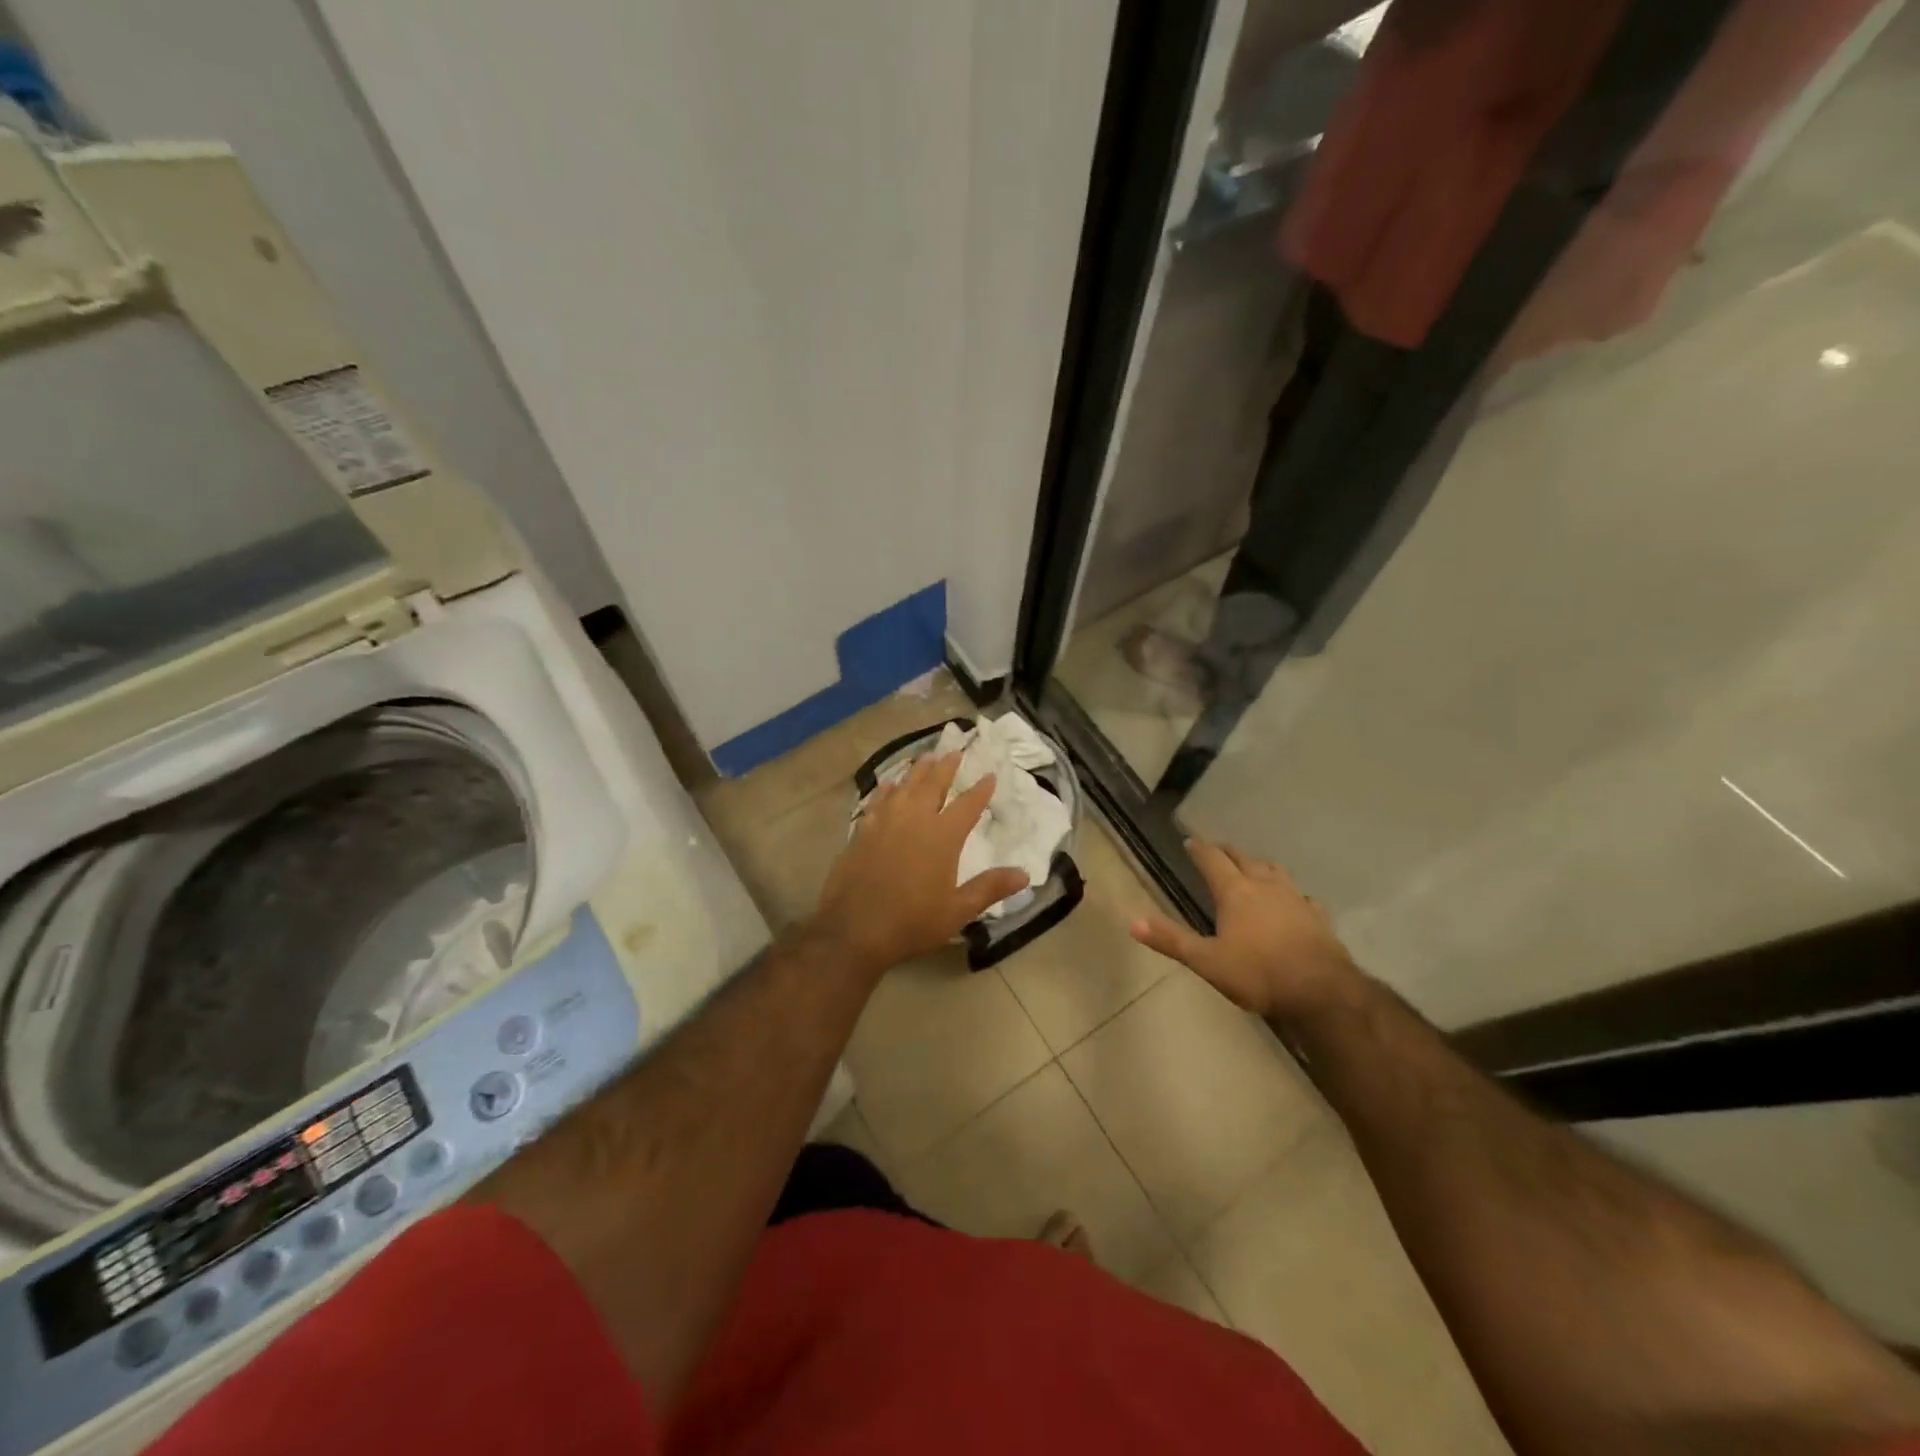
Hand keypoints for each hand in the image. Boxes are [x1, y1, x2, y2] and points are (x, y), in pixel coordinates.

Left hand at [809, 750, 1029, 977]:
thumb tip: (1025, 874)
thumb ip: (990, 888)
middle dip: (946, 767)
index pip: (967, 805)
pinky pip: (878, 800)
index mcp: (942, 836)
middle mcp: (915, 819)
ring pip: (905, 786)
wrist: (854, 929)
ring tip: (927, 758)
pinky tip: (889, 785)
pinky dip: (887, 789)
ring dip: (918, 771)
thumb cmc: (912, 922)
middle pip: (933, 784)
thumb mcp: (958, 910)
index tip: (990, 774)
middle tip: (955, 751)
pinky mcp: (862, 831)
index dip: (980, 789)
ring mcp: (885, 822)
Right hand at [1129, 838, 1357, 1020]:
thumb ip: (1171, 940)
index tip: (1190, 841)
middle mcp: (1264, 886)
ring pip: (1274, 871)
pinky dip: (1292, 894)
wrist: (1320, 992)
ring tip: (1253, 868)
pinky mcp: (1317, 917)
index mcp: (1235, 893)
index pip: (1212, 861)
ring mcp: (1295, 899)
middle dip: (1228, 852)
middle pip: (1243, 859)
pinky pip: (1302, 896)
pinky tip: (1294, 901)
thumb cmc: (1258, 974)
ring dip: (1259, 866)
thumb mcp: (1206, 961)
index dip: (1200, 850)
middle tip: (1217, 850)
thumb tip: (1133, 922)